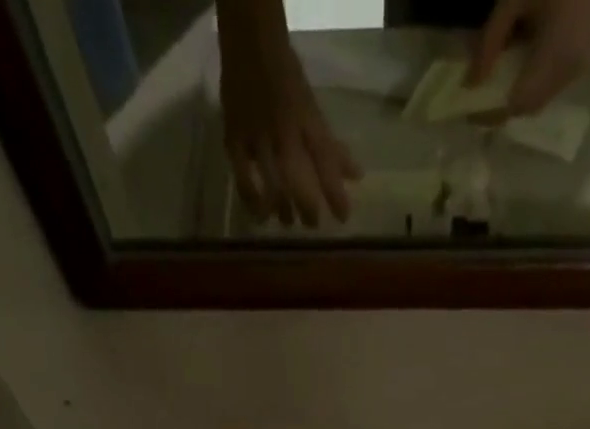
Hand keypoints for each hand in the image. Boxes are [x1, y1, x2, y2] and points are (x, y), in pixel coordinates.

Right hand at [218, 1, 359, 226]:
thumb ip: (331, 146)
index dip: (335, 192)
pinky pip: (243, 178)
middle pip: (297, 177)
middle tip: (312, 225)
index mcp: (306, 119)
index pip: (325, 160)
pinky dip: (252, 199)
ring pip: (270, 181)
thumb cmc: (286, 78)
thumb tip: (356, 176)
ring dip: (281, 208)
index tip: (343, 218)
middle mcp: (283, 129)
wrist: (249, 43)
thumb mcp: (312, 109)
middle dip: (307, 206)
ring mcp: (256, 135)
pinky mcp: (234, 139)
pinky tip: (260, 214)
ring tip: (287, 222)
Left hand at [469, 0, 589, 116]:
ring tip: (498, 78)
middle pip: (528, 106)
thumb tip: (469, 83)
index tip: (471, 109)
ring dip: (517, 94)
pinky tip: (520, 65)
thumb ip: (490, 40)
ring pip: (539, 100)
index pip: (517, 103)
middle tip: (481, 95)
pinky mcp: (583, 63)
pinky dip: (532, 83)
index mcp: (558, 53)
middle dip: (503, 105)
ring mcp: (580, 68)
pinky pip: (550, 87)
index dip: (493, 112)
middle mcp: (571, 70)